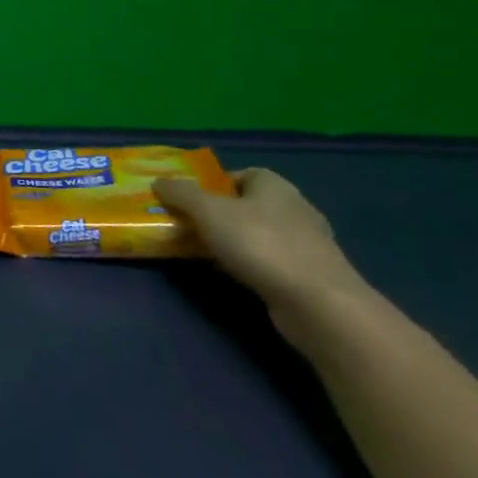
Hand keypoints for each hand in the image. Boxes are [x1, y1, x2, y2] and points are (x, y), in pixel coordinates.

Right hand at [153, 168, 372, 333]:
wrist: (317, 303)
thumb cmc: (260, 244)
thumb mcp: (208, 212)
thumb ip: (181, 194)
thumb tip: (159, 180)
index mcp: (274, 185)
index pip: (240, 174)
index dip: (212, 183)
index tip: (188, 199)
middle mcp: (293, 208)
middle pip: (246, 204)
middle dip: (217, 213)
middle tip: (187, 224)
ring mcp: (305, 243)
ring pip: (256, 233)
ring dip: (231, 240)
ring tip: (202, 251)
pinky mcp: (307, 273)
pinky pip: (268, 259)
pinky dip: (248, 263)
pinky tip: (230, 274)